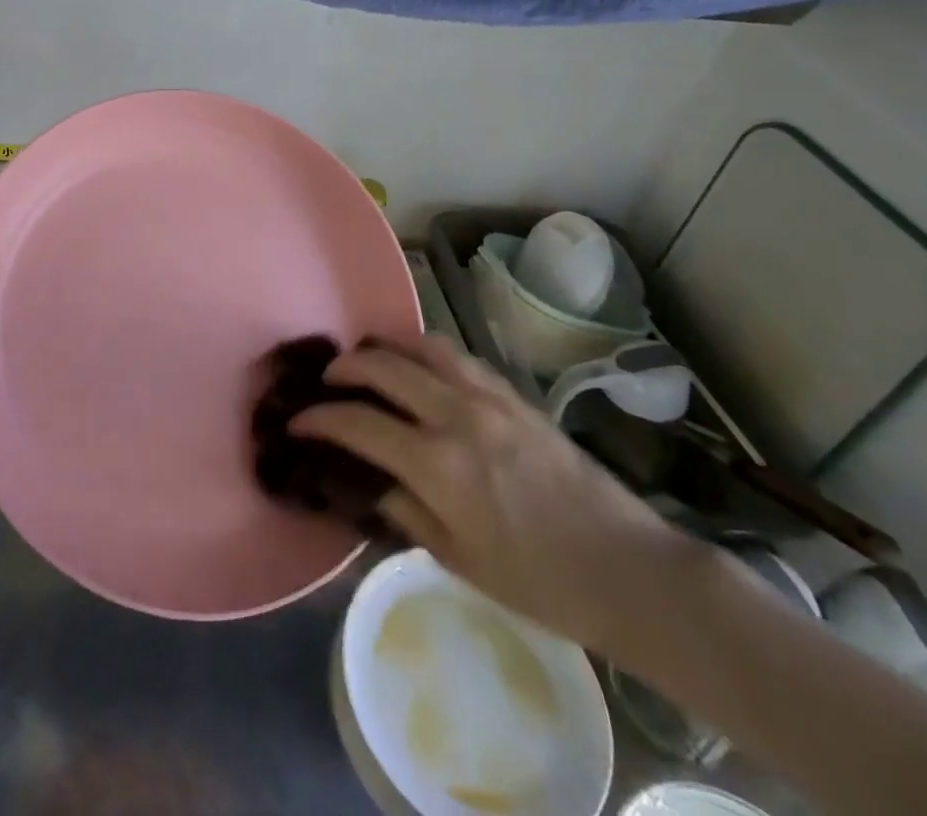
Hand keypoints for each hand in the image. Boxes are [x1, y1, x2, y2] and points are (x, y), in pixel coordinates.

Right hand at [290, 336, 688, 653]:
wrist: (628, 567)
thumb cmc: (540, 581)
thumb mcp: (458, 559)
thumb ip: (403, 510)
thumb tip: (366, 479)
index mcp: (438, 466)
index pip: (358, 422)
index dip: (319, 418)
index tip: (298, 420)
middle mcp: (457, 416)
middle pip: (383, 367)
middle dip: (344, 367)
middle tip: (327, 381)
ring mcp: (489, 397)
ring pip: (422, 345)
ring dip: (385, 346)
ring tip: (368, 358)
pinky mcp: (514, 394)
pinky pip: (458, 356)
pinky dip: (426, 350)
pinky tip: (420, 364)